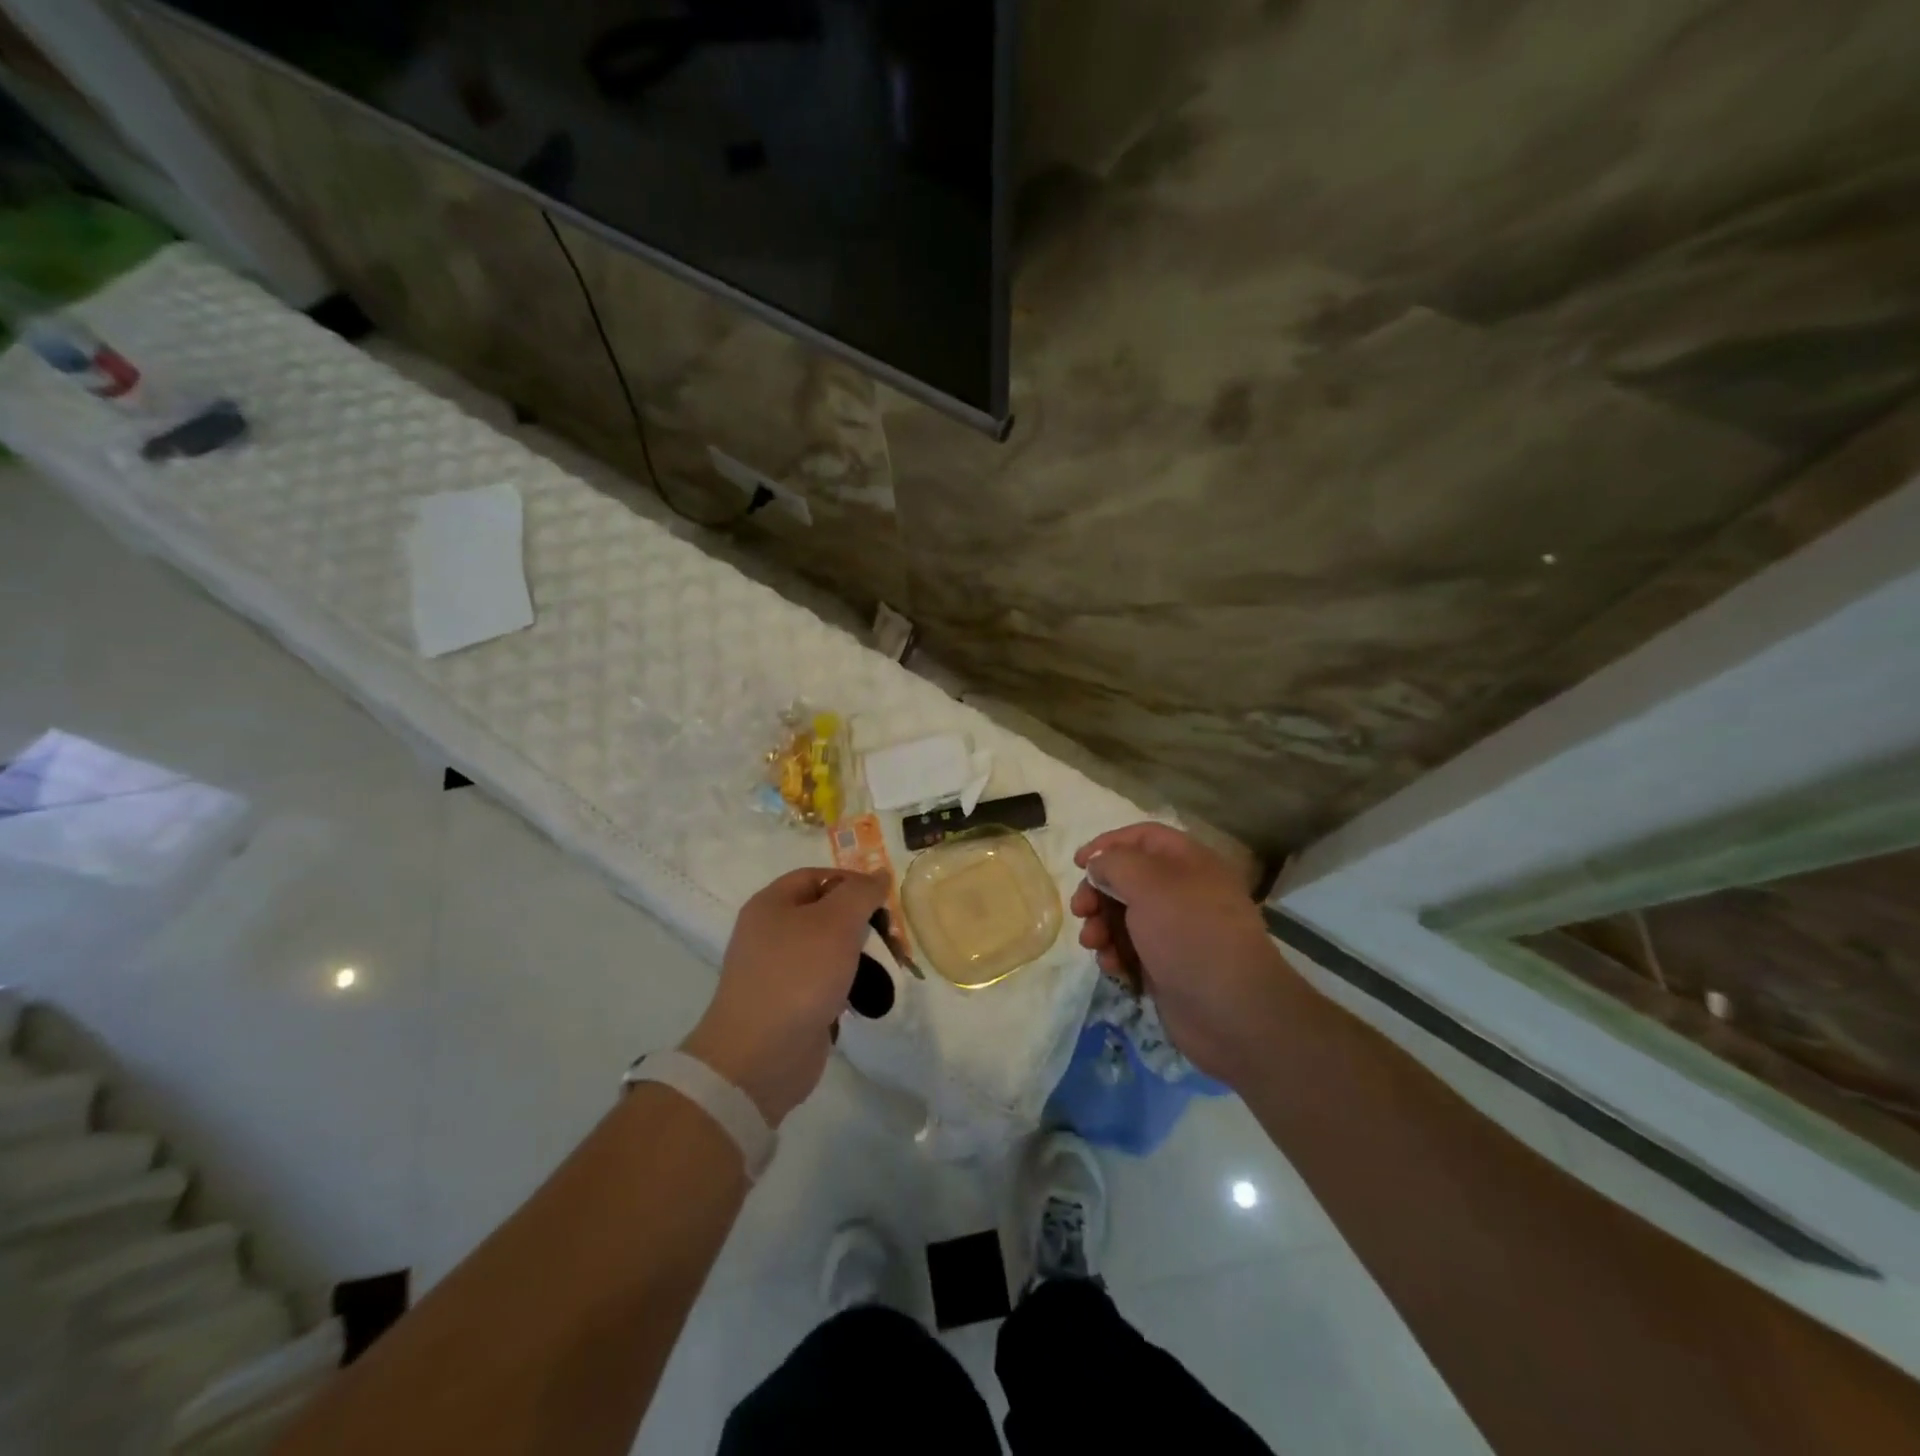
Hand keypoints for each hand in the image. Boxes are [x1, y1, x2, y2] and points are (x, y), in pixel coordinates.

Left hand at [683, 867, 887, 1125]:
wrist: (760, 1057)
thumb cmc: (798, 976)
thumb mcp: (836, 922)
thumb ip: (861, 893)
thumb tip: (879, 874)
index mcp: (771, 904)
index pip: (817, 876)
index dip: (852, 882)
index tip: (883, 900)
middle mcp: (769, 933)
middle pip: (823, 912)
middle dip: (859, 922)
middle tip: (888, 937)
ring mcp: (777, 971)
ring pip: (826, 950)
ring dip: (856, 956)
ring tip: (883, 969)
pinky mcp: (787, 1005)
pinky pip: (822, 983)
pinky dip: (844, 986)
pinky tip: (863, 999)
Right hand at [1071, 823, 1298, 1087]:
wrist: (1232, 1012)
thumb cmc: (1190, 934)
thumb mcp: (1148, 884)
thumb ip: (1115, 864)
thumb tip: (1098, 865)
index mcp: (1189, 862)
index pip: (1143, 837)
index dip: (1109, 843)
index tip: (1079, 863)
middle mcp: (1183, 892)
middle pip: (1128, 878)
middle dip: (1098, 892)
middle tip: (1081, 910)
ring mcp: (1176, 932)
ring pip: (1124, 917)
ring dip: (1101, 926)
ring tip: (1093, 943)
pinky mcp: (1167, 966)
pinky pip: (1131, 950)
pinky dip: (1116, 954)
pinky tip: (1113, 967)